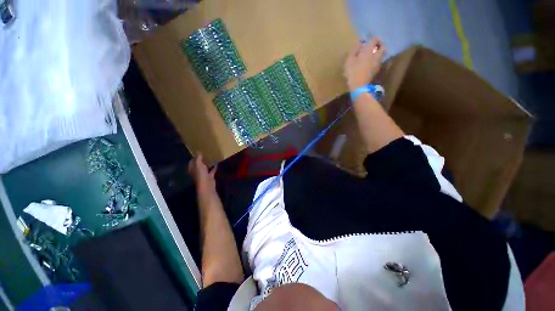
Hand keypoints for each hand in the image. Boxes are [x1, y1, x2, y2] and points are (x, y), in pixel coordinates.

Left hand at [188, 154, 216, 194]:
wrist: (207, 184)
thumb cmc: (200, 174)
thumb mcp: (198, 164)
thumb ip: (198, 158)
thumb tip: (198, 152)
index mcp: (192, 169)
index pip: (192, 161)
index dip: (195, 157)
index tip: (199, 152)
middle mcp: (196, 172)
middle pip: (198, 165)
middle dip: (201, 160)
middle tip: (205, 154)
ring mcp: (203, 174)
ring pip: (204, 168)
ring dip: (207, 164)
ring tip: (210, 158)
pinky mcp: (209, 176)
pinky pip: (211, 170)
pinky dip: (214, 167)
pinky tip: (217, 163)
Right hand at [344, 37, 386, 91]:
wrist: (359, 86)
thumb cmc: (352, 72)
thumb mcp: (349, 60)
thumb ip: (354, 49)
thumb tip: (359, 41)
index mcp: (369, 51)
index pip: (375, 39)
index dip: (372, 37)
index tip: (368, 38)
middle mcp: (377, 55)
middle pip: (383, 46)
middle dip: (380, 44)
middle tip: (375, 44)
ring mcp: (378, 63)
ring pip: (382, 54)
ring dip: (380, 51)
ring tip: (374, 53)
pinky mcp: (377, 70)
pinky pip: (380, 61)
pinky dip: (378, 59)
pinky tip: (372, 61)